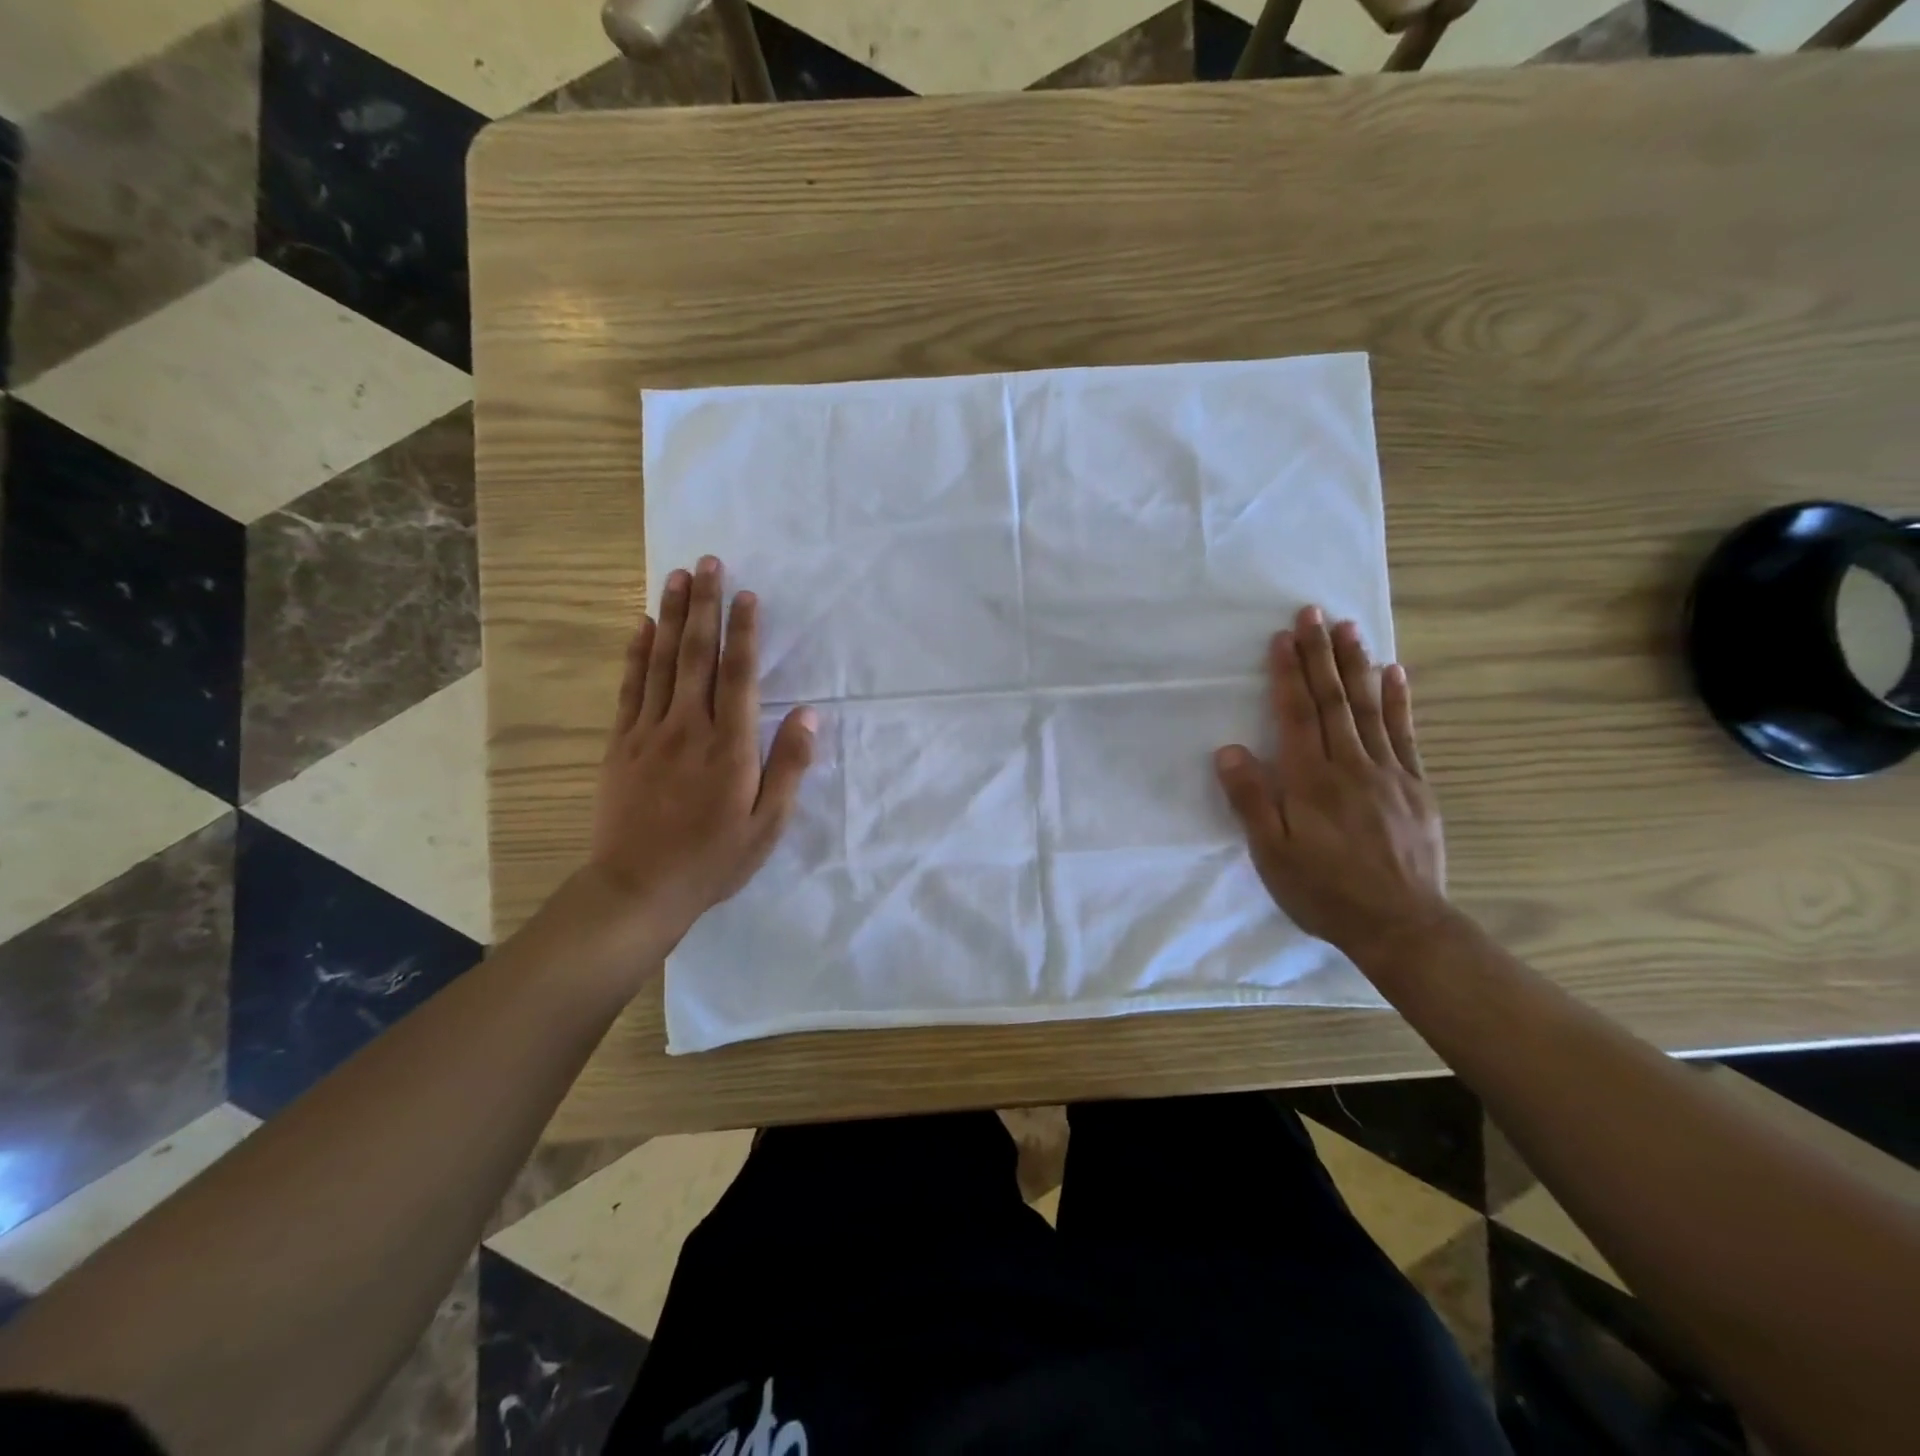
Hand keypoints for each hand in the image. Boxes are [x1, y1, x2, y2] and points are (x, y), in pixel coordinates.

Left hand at [583, 555, 815, 957]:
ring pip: (662, 662)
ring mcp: (648, 733)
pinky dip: (636, 653)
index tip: (747, 594)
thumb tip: (808, 715)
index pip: (737, 675)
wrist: (637, 890)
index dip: (743, 631)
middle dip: (704, 605)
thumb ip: (788, 766)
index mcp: (729, 747)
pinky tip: (642, 626)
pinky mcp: (621, 745)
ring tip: (677, 577)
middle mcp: (688, 727)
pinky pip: (630, 688)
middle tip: (708, 562)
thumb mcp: (767, 825)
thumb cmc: (713, 860)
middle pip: (697, 655)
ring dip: (671, 616)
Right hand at [1214, 606, 1449, 969]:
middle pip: (1333, 700)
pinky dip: (1399, 701)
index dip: (1288, 674)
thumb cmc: (1324, 891)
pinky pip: (1406, 734)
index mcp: (1311, 781)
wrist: (1401, 925)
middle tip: (1314, 612)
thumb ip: (1250, 801)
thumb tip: (1229, 750)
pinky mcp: (1416, 787)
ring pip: (1369, 708)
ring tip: (1349, 628)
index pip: (1297, 714)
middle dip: (1320, 654)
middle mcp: (1351, 766)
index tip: (1282, 637)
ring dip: (1357, 665)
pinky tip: (1395, 674)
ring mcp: (1389, 773)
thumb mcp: (1272, 855)